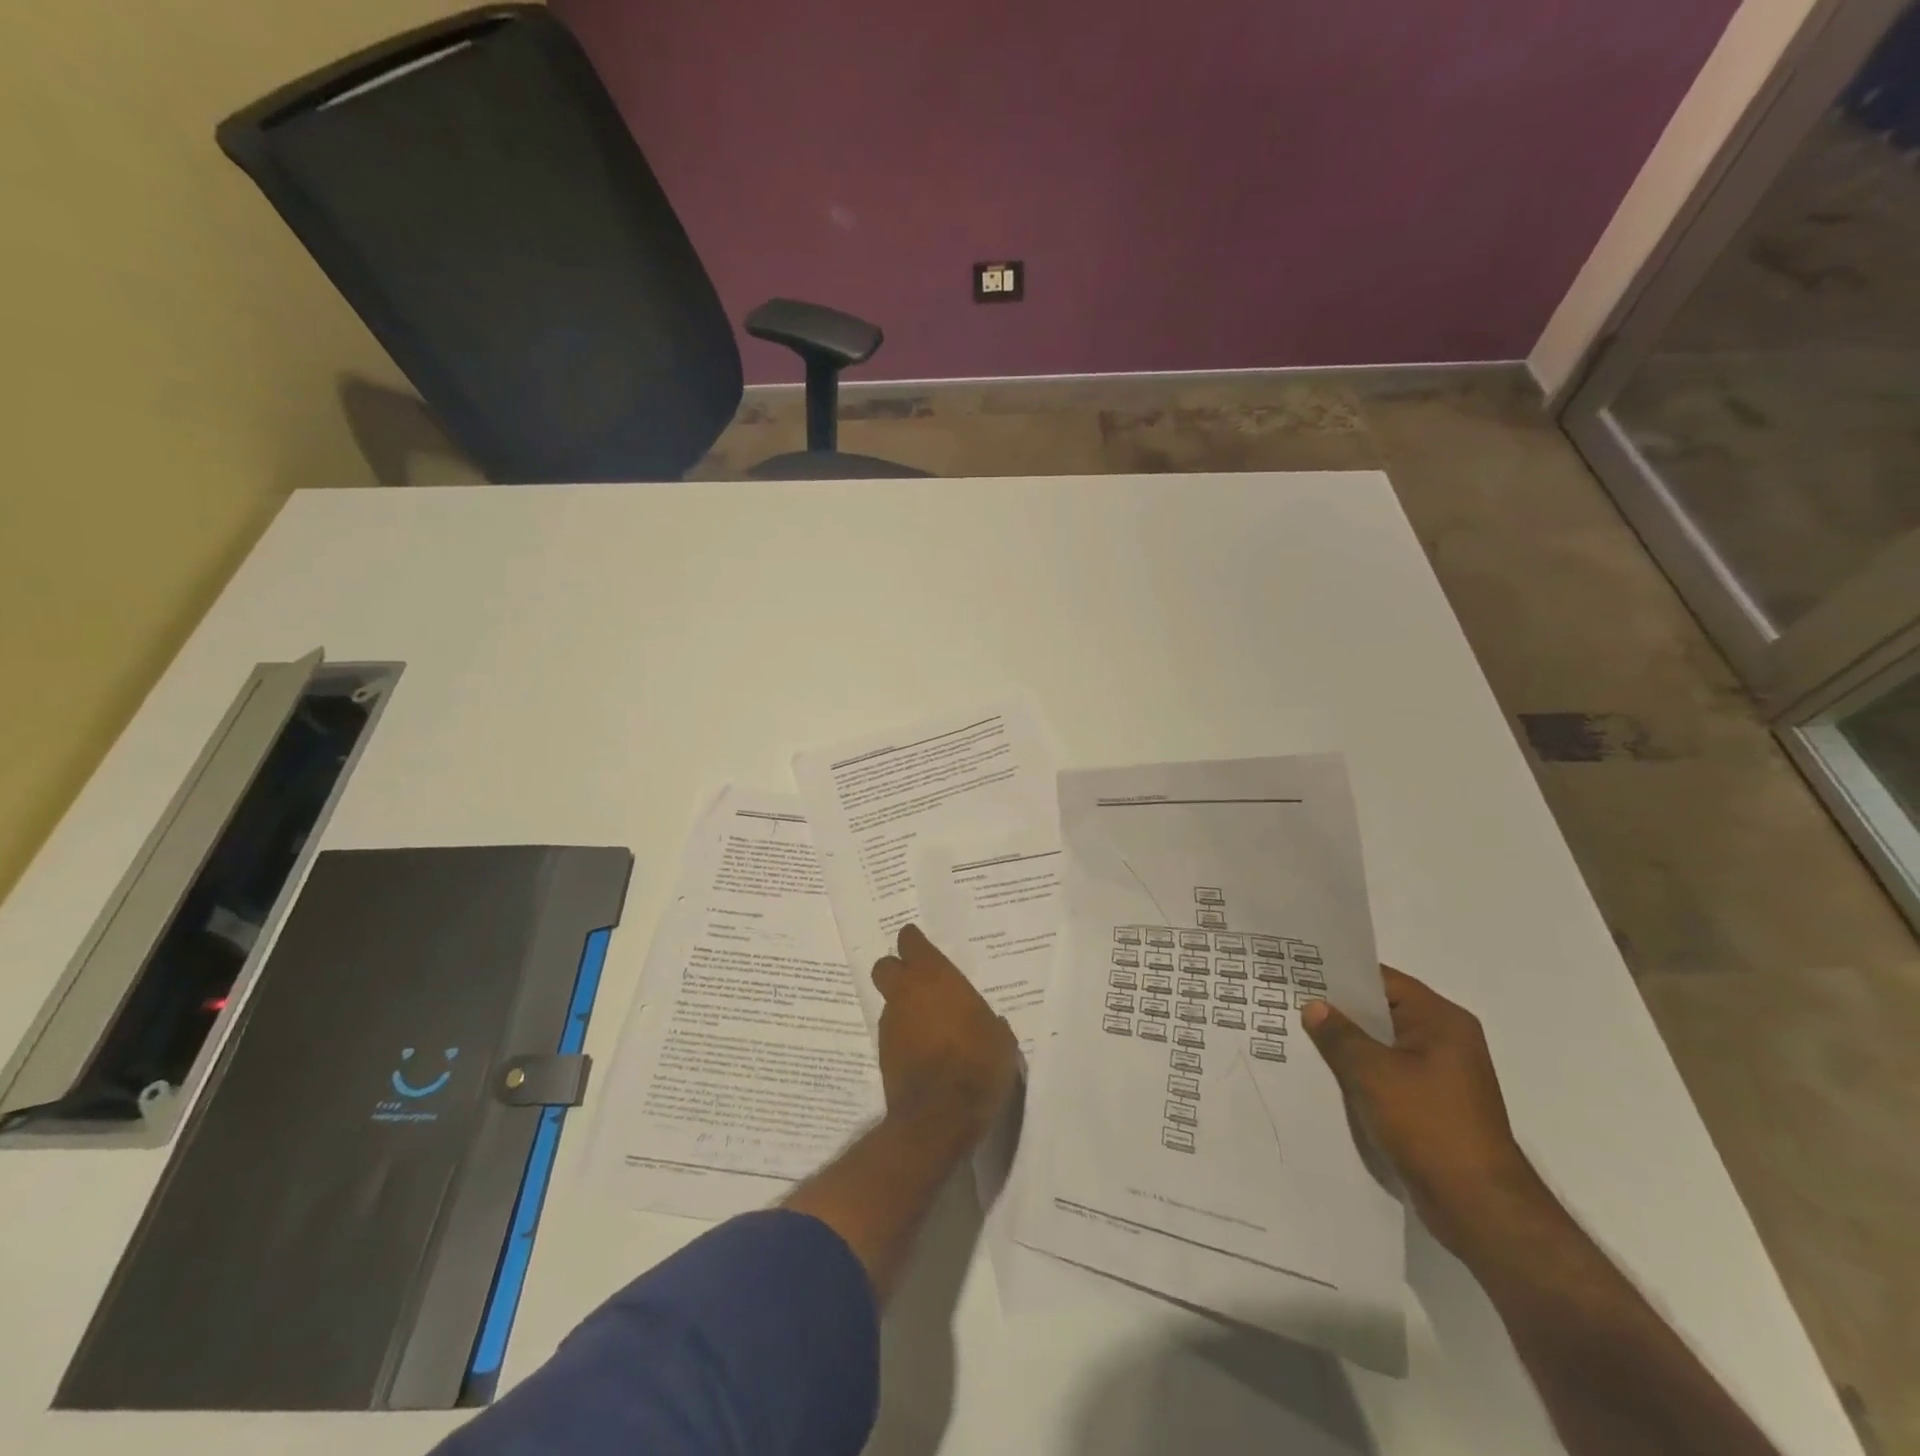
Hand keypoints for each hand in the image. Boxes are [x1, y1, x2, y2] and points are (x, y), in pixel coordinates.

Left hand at [870, 924, 1020, 1152]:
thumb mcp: (999, 1038)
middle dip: (897, 970)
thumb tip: (985, 1022)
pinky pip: (892, 1032)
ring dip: (902, 1007)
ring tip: (927, 1026)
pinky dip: (903, 1036)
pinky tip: (922, 1052)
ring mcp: (891, 1023)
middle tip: (918, 982)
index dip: (914, 942)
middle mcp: (907, 993)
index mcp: (935, 977)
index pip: (911, 942)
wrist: (942, 1115)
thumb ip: (985, 1020)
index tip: (922, 947)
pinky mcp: (883, 1053)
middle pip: (885, 967)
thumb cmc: (978, 1063)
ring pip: (889, 1002)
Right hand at [1302, 967, 1539, 1254]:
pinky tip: (1327, 1074)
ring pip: (1382, 1044)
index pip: (1383, 980)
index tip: (1300, 972)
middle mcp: (1446, 1040)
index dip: (1341, 975)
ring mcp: (1441, 1074)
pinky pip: (1388, 1073)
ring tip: (1299, 1035)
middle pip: (1382, 1011)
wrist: (1478, 1206)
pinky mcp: (1433, 1104)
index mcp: (1441, 1021)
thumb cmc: (1429, 1126)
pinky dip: (1361, 1070)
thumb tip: (1314, 1006)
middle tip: (1290, 1001)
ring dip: (1348, 1044)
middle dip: (1339, 1010)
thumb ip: (1340, 1035)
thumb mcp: (1373, 1073)